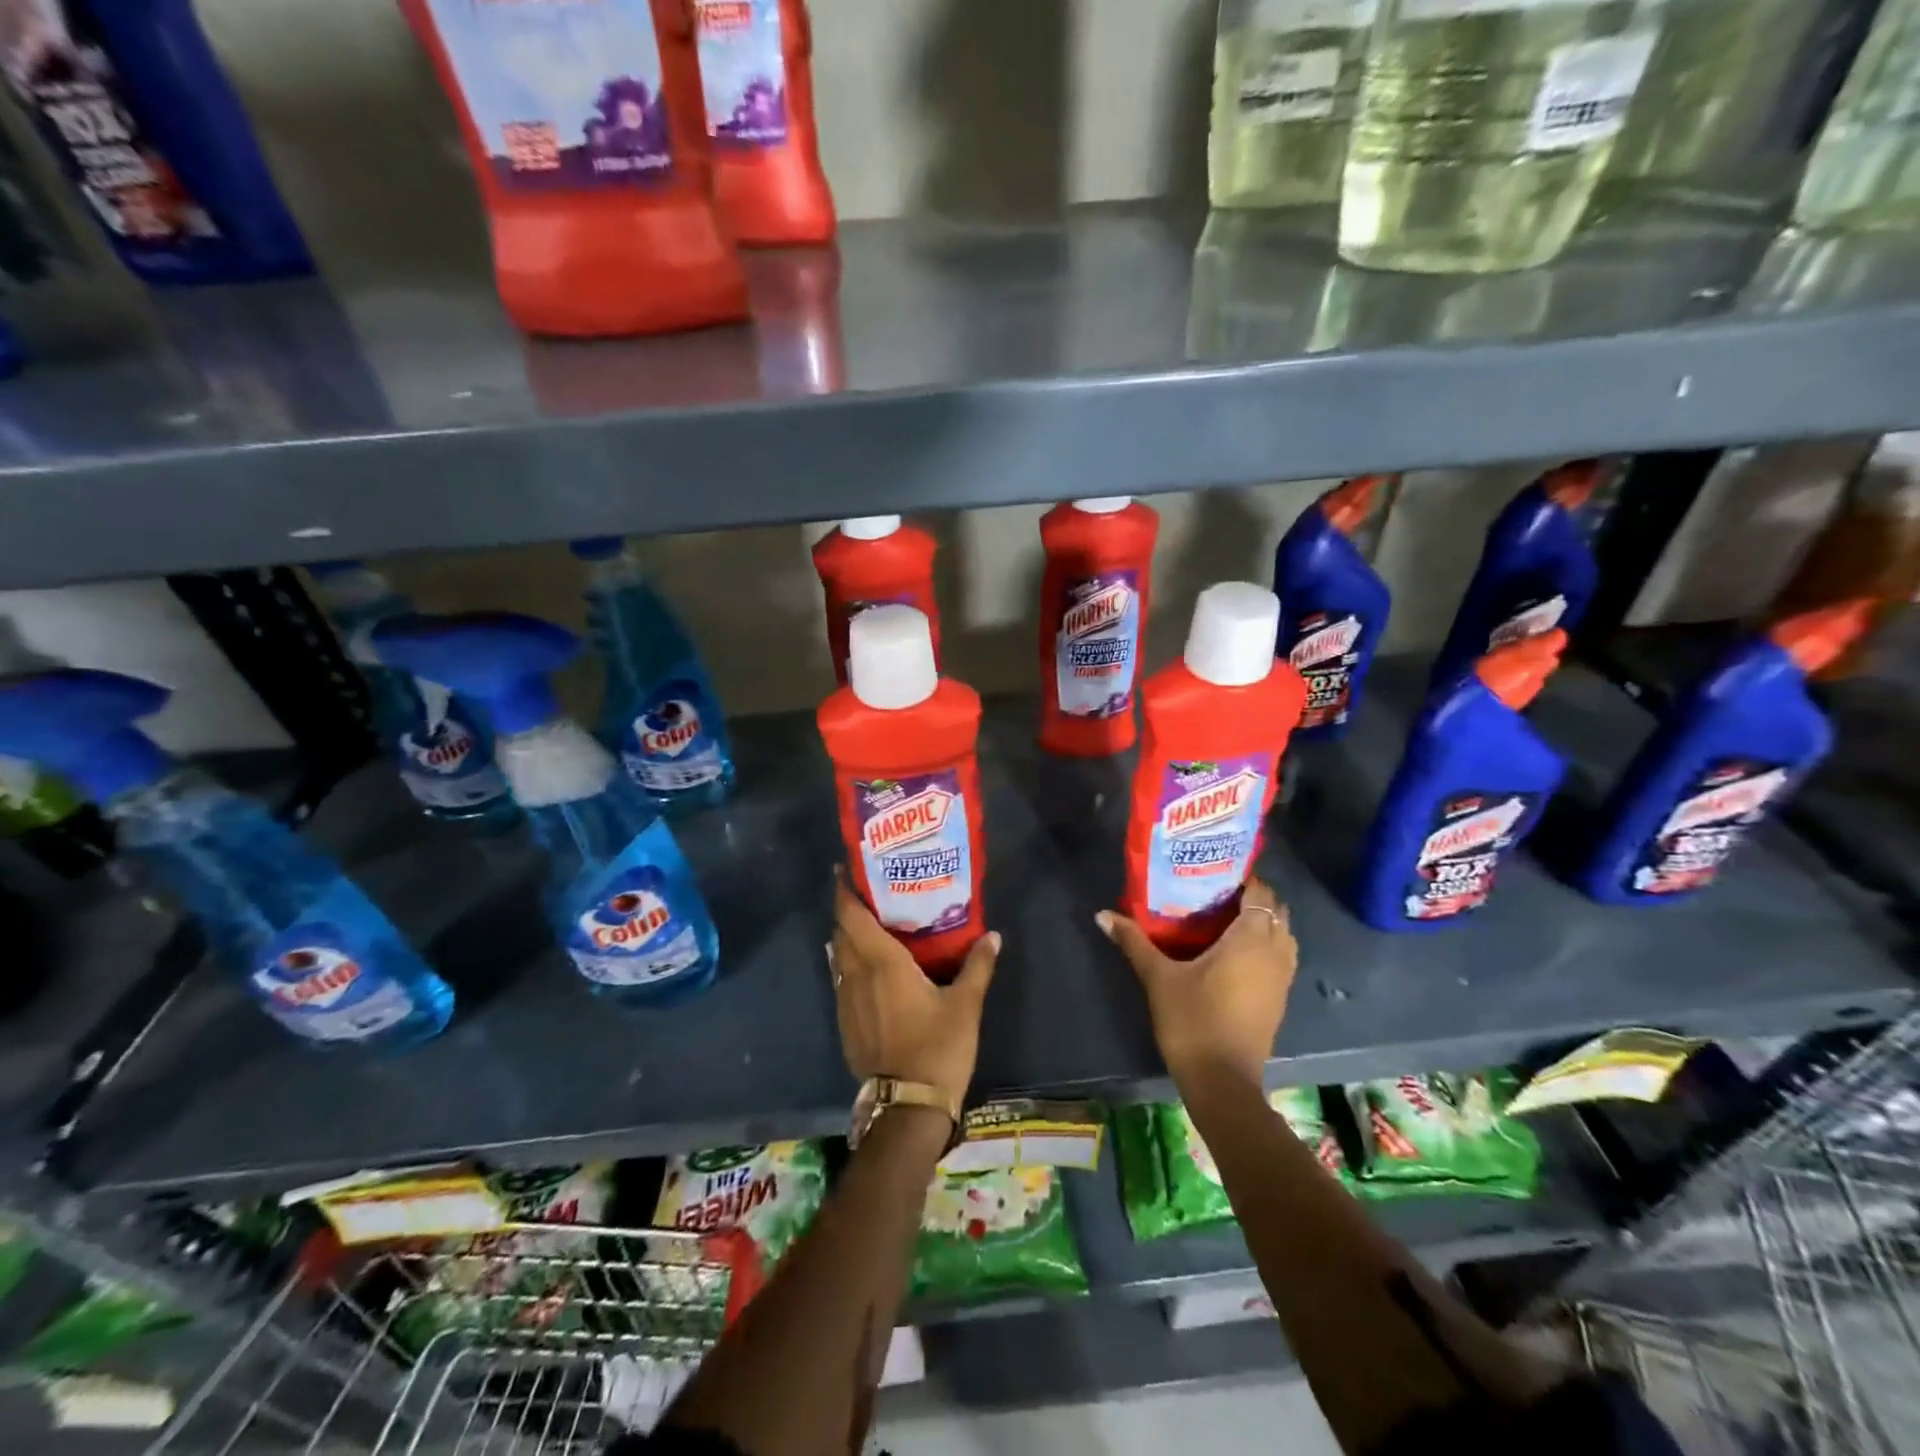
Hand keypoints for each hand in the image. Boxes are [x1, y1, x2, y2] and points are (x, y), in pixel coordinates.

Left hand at [828, 874, 1000, 1110]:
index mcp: (881, 962)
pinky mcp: (845, 1023)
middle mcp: (856, 975)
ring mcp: (846, 1001)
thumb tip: (993, 935)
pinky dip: (849, 963)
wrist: (908, 1107)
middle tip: (868, 891)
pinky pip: (841, 979)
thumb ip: (978, 966)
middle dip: (848, 908)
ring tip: (869, 923)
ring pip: (839, 956)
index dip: (844, 890)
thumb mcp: (965, 1005)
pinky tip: (868, 968)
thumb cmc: (938, 1048)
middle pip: (841, 931)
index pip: (852, 916)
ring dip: (847, 936)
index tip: (846, 869)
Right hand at [1098, 877, 1295, 1091]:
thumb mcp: (1158, 977)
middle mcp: (1274, 953)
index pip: (1260, 894)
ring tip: (1228, 919)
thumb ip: (1134, 941)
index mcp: (1250, 939)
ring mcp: (1282, 978)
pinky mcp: (1280, 999)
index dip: (1245, 879)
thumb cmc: (1192, 1020)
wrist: (1222, 1081)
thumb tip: (1103, 914)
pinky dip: (1267, 946)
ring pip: (1284, 936)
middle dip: (1254, 898)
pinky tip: (1237, 953)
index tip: (1217, 872)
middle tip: (1218, 893)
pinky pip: (1281, 957)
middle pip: (1277, 911)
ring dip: (1264, 922)